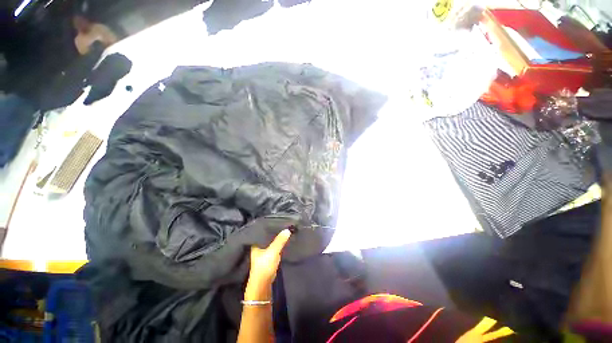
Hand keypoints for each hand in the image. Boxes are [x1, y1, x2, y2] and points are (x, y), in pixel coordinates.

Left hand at [245, 229, 291, 299]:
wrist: (263, 284)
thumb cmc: (264, 265)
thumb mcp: (272, 251)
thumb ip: (280, 241)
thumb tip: (288, 229)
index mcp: (256, 242)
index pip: (262, 230)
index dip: (269, 225)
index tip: (278, 219)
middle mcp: (259, 245)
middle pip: (268, 235)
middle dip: (275, 231)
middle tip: (284, 223)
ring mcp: (264, 251)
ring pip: (272, 241)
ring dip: (278, 237)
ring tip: (286, 228)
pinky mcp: (269, 256)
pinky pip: (275, 246)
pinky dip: (279, 243)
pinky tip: (285, 238)